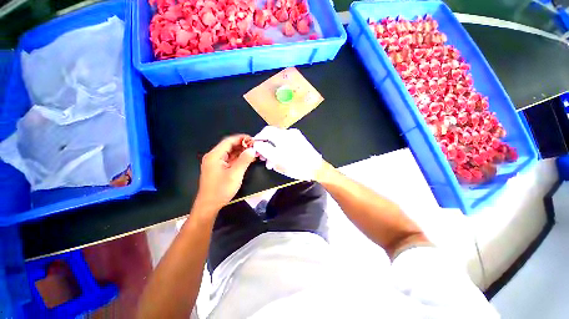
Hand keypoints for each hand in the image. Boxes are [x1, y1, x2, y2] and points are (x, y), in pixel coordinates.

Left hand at [195, 134, 255, 212]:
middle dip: (243, 145)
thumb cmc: (221, 190)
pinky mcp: (219, 169)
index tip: (253, 139)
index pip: (229, 141)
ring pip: (230, 153)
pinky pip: (230, 160)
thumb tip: (252, 150)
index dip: (241, 138)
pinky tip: (248, 159)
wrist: (209, 206)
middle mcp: (214, 157)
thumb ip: (244, 160)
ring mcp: (216, 163)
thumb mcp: (235, 174)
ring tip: (254, 152)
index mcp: (215, 155)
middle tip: (255, 146)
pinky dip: (239, 159)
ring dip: (242, 152)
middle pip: (229, 146)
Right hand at [253, 126, 322, 180]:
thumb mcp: (279, 161)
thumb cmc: (297, 167)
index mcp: (283, 138)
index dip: (258, 138)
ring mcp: (294, 135)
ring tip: (270, 161)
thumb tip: (257, 144)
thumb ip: (266, 151)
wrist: (317, 168)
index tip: (254, 147)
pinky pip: (284, 140)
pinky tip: (279, 156)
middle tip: (262, 156)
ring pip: (277, 138)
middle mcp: (289, 133)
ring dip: (271, 146)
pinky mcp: (298, 138)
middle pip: (271, 134)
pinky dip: (279, 146)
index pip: (266, 132)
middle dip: (264, 143)